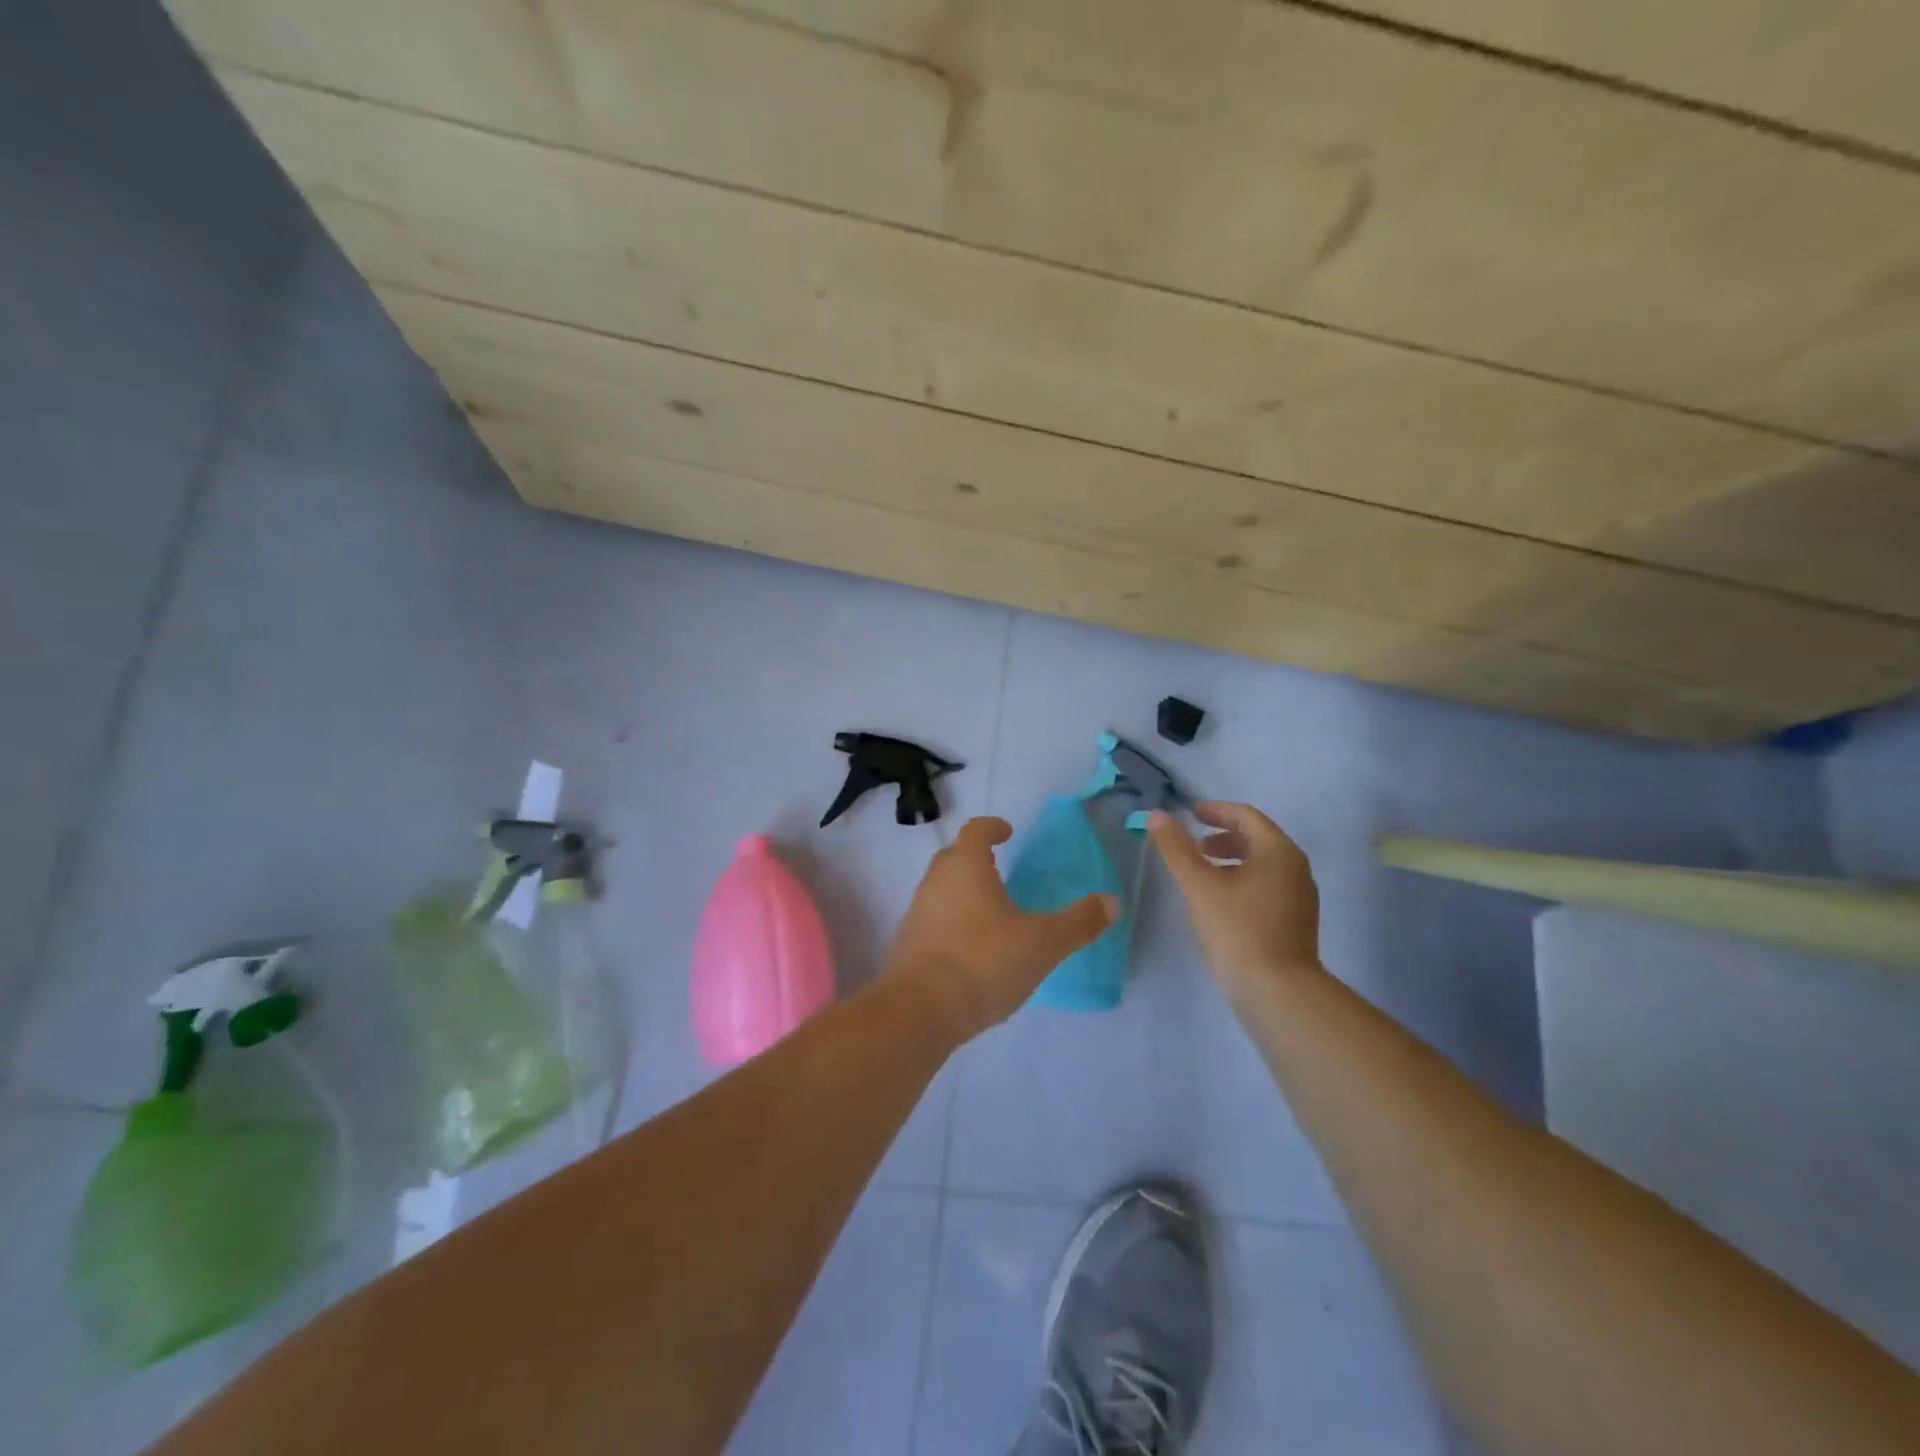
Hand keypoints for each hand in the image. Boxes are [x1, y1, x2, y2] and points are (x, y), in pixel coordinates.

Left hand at [885, 817, 1117, 1039]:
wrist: (919, 1011)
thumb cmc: (984, 962)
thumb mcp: (1043, 943)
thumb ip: (1079, 922)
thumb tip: (1112, 902)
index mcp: (966, 867)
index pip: (975, 831)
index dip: (992, 827)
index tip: (1007, 832)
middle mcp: (935, 882)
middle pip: (953, 857)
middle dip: (975, 859)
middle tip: (999, 869)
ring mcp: (916, 913)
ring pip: (940, 891)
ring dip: (961, 893)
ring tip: (989, 912)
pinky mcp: (906, 946)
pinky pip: (932, 922)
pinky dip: (950, 925)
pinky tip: (969, 950)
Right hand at [1147, 803, 1321, 1001]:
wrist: (1277, 992)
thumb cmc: (1237, 929)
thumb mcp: (1199, 885)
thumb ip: (1176, 848)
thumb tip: (1157, 816)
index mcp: (1278, 852)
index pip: (1246, 816)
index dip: (1216, 810)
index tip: (1191, 813)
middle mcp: (1296, 868)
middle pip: (1258, 838)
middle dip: (1224, 836)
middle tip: (1194, 844)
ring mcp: (1300, 897)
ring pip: (1263, 864)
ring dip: (1232, 859)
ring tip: (1203, 873)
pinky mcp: (1297, 921)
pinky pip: (1268, 886)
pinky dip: (1243, 880)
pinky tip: (1221, 901)